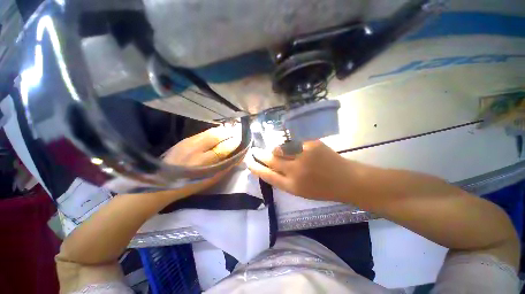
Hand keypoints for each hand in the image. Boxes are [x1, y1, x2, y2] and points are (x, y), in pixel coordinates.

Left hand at [161, 124, 241, 196]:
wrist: (165, 181)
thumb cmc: (192, 184)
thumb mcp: (211, 180)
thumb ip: (226, 168)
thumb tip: (238, 158)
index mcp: (204, 163)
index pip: (224, 148)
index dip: (234, 143)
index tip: (241, 140)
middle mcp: (196, 150)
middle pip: (216, 136)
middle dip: (229, 133)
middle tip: (236, 132)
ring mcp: (189, 143)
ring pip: (209, 132)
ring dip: (221, 130)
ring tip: (229, 130)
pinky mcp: (184, 140)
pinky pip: (202, 133)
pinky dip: (212, 131)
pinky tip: (216, 132)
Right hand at [247, 140, 360, 201]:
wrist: (346, 180)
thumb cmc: (322, 189)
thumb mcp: (300, 191)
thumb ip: (284, 180)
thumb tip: (270, 168)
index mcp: (292, 186)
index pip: (268, 175)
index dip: (257, 168)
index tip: (249, 163)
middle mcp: (295, 171)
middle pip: (271, 160)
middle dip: (260, 155)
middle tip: (255, 151)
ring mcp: (304, 156)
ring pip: (281, 148)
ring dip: (275, 149)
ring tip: (275, 149)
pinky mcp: (312, 144)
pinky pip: (294, 142)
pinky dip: (289, 144)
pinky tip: (290, 145)